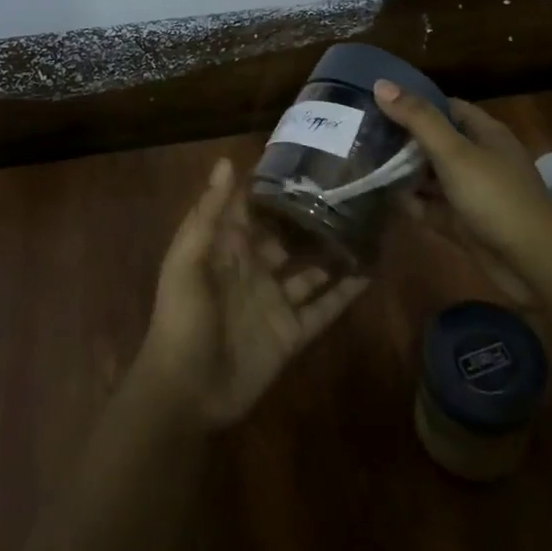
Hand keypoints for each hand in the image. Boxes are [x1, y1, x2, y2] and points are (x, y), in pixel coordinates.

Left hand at [134, 159, 368, 429]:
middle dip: (310, 216)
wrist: (186, 392)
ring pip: (310, 269)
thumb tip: (227, 161)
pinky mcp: (292, 333)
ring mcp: (275, 301)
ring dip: (333, 250)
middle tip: (348, 188)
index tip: (305, 158)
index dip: (272, 185)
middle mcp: (254, 269)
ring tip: (366, 224)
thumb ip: (210, 212)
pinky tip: (370, 272)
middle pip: (286, 236)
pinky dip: (345, 292)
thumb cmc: (182, 318)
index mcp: (227, 249)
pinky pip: (323, 308)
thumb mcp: (187, 260)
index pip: (251, 208)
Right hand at [375, 81, 551, 304]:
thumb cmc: (495, 196)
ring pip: (431, 176)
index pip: (446, 107)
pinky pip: (431, 206)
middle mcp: (479, 158)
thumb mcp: (454, 152)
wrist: (533, 262)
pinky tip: (382, 198)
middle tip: (363, 133)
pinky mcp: (464, 223)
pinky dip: (412, 203)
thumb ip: (418, 119)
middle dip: (403, 139)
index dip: (415, 103)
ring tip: (363, 163)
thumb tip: (380, 84)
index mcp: (485, 133)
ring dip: (404, 172)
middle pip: (436, 141)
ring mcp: (472, 192)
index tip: (379, 101)